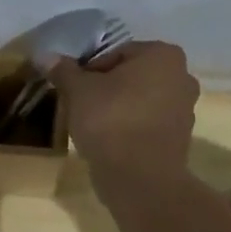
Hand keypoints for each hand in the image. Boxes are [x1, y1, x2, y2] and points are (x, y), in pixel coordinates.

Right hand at [42, 40, 199, 181]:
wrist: (139, 178)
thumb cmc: (110, 121)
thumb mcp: (78, 92)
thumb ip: (63, 71)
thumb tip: (45, 56)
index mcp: (162, 54)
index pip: (115, 54)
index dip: (88, 71)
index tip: (73, 91)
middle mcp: (182, 75)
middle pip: (131, 77)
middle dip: (106, 89)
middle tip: (80, 107)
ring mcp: (185, 109)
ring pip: (140, 101)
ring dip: (118, 109)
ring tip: (92, 127)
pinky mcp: (179, 138)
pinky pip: (147, 125)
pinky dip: (130, 129)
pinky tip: (109, 143)